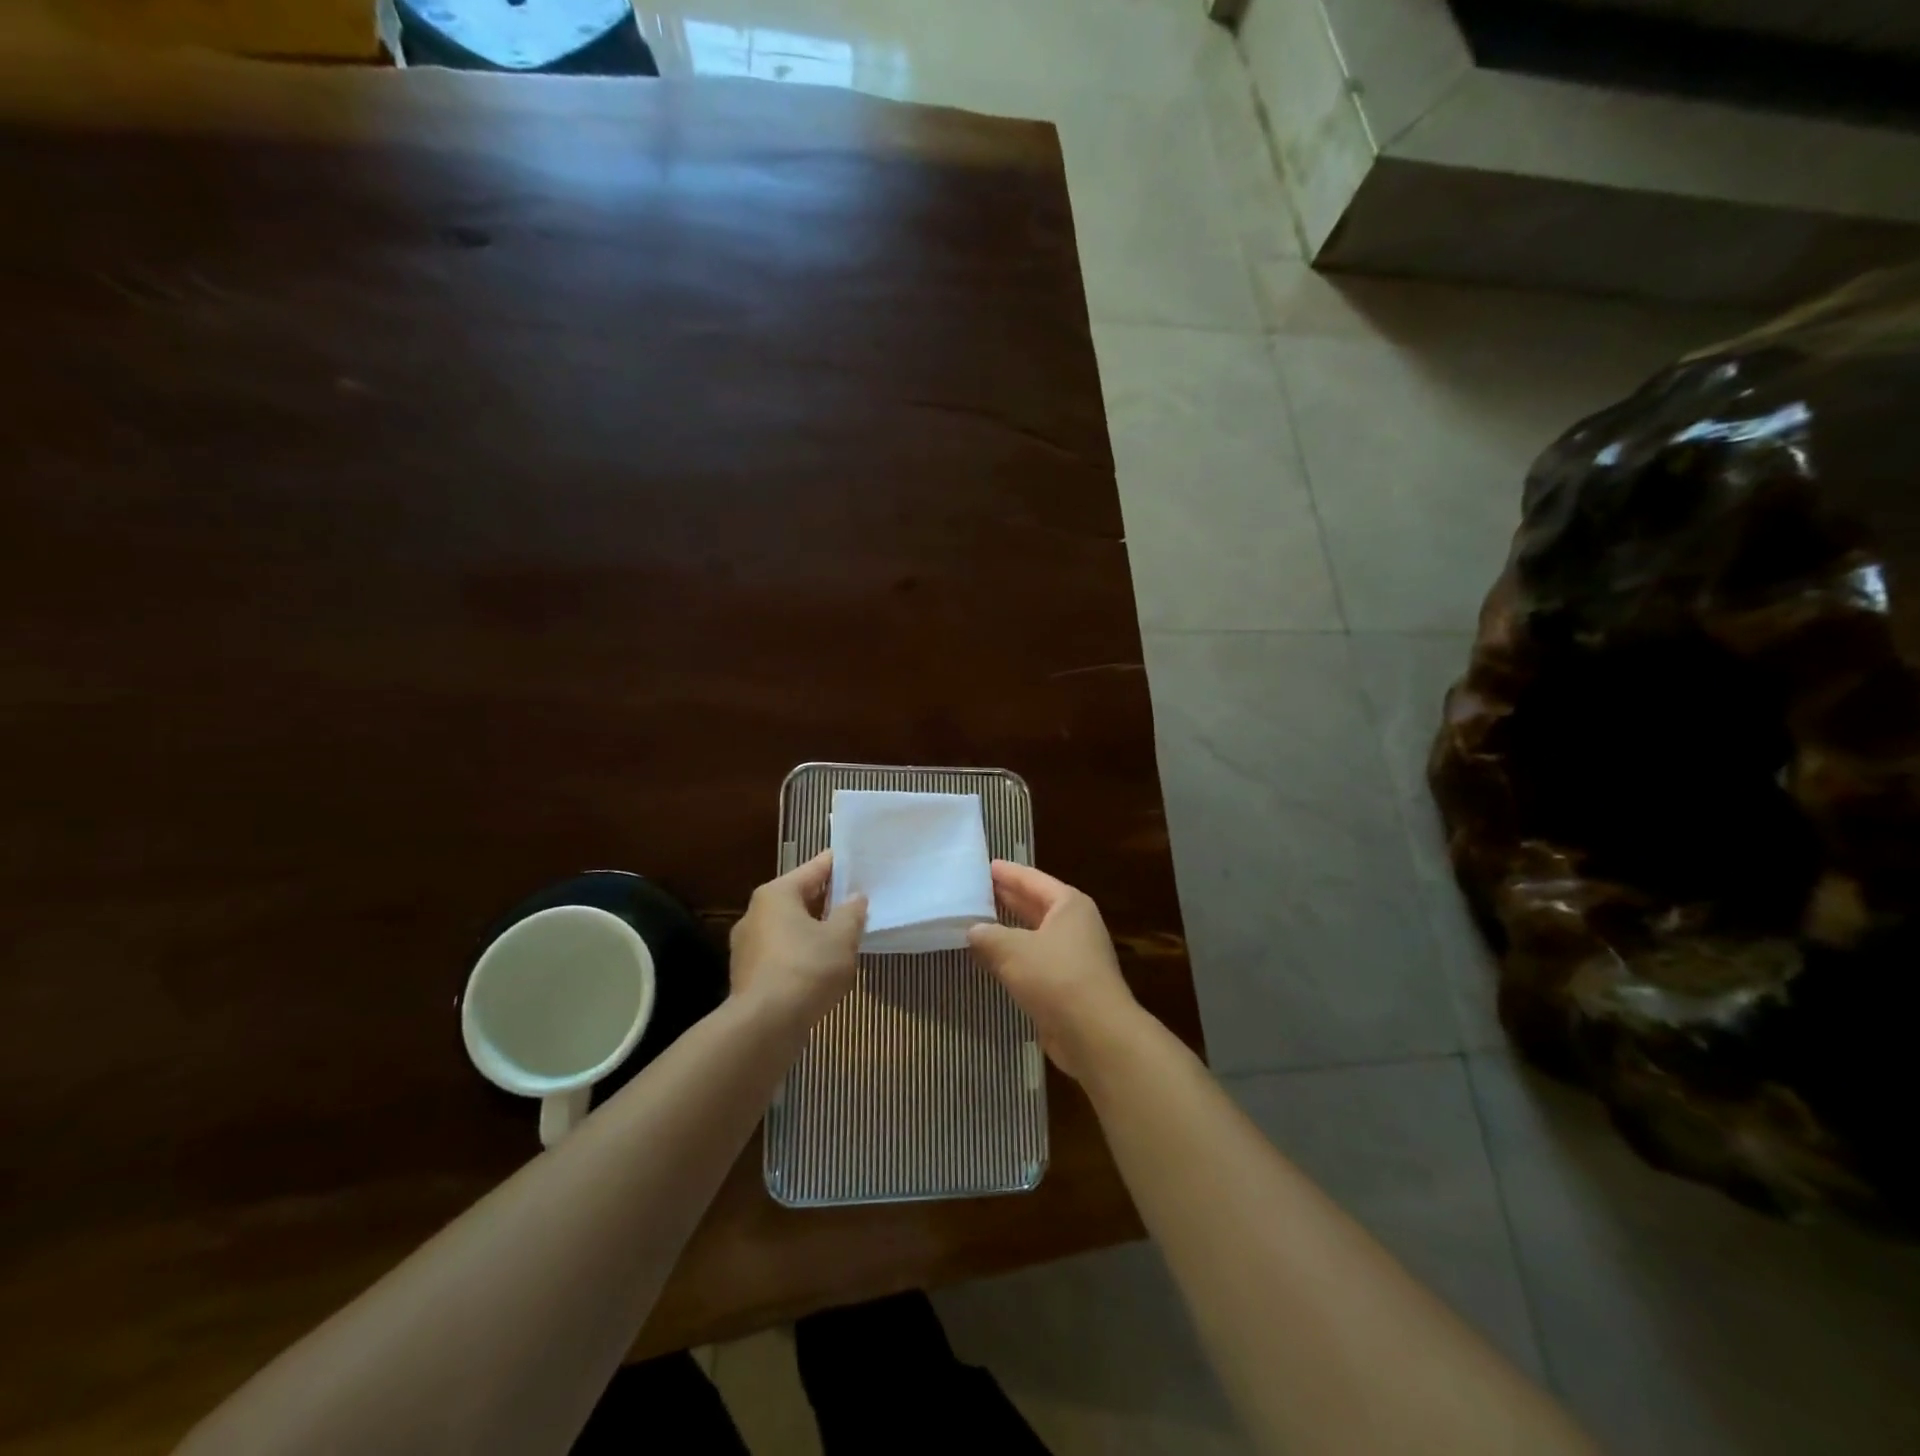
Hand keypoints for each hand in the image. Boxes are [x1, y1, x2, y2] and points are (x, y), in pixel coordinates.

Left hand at [729, 851, 865, 1024]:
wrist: (764, 1026)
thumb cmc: (806, 969)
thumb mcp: (841, 937)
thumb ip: (852, 913)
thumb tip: (855, 898)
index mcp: (776, 894)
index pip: (814, 868)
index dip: (839, 865)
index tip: (859, 863)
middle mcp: (755, 913)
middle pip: (799, 897)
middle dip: (828, 901)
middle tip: (857, 902)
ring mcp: (747, 946)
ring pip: (789, 927)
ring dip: (814, 929)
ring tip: (843, 937)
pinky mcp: (748, 974)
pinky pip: (782, 953)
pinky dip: (801, 953)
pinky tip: (821, 967)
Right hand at [967, 861, 1143, 1082]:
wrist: (1096, 1034)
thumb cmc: (1056, 977)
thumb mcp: (1013, 950)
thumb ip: (988, 936)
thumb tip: (973, 931)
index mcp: (1069, 905)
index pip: (1032, 879)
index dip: (1007, 872)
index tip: (985, 865)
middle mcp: (1076, 925)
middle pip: (1036, 904)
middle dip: (1008, 898)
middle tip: (977, 890)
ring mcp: (1075, 956)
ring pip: (1035, 935)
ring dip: (1009, 931)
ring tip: (978, 923)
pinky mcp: (1069, 986)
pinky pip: (1036, 962)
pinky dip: (1016, 958)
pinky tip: (994, 960)